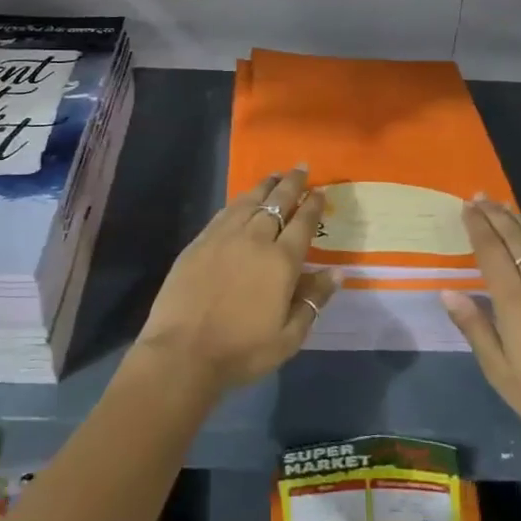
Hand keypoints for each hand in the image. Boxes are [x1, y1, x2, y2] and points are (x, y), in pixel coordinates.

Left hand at [132, 167, 339, 394]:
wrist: (183, 352)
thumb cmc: (241, 351)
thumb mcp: (288, 337)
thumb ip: (313, 301)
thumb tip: (337, 272)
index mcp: (281, 262)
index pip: (303, 224)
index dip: (313, 205)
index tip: (321, 191)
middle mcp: (255, 239)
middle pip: (277, 202)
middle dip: (292, 184)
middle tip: (301, 168)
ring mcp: (224, 236)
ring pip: (250, 201)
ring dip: (265, 186)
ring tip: (275, 175)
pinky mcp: (200, 241)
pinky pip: (225, 212)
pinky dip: (239, 201)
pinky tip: (243, 199)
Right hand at [441, 200, 520, 466]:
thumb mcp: (501, 374)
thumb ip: (475, 328)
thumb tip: (449, 291)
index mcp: (514, 302)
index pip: (491, 252)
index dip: (477, 226)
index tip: (466, 206)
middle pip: (515, 239)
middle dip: (495, 215)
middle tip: (481, 196)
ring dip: (520, 220)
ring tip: (505, 205)